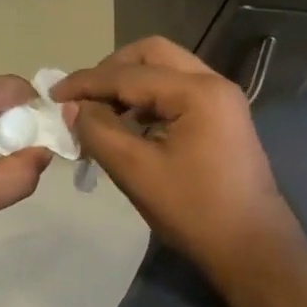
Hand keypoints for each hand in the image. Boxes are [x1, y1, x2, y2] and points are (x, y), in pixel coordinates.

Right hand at [53, 37, 302, 277]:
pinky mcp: (221, 118)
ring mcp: (221, 99)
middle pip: (151, 55)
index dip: (86, 82)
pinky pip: (177, 92)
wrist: (254, 252)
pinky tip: (128, 126)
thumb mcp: (136, 171)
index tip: (53, 94)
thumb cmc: (194, 211)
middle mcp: (213, 83)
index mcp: (197, 92)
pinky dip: (148, 100)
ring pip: (165, 70)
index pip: (128, 74)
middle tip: (83, 97)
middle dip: (111, 70)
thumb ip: (98, 131)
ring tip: (100, 113)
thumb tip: (73, 108)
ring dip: (129, 85)